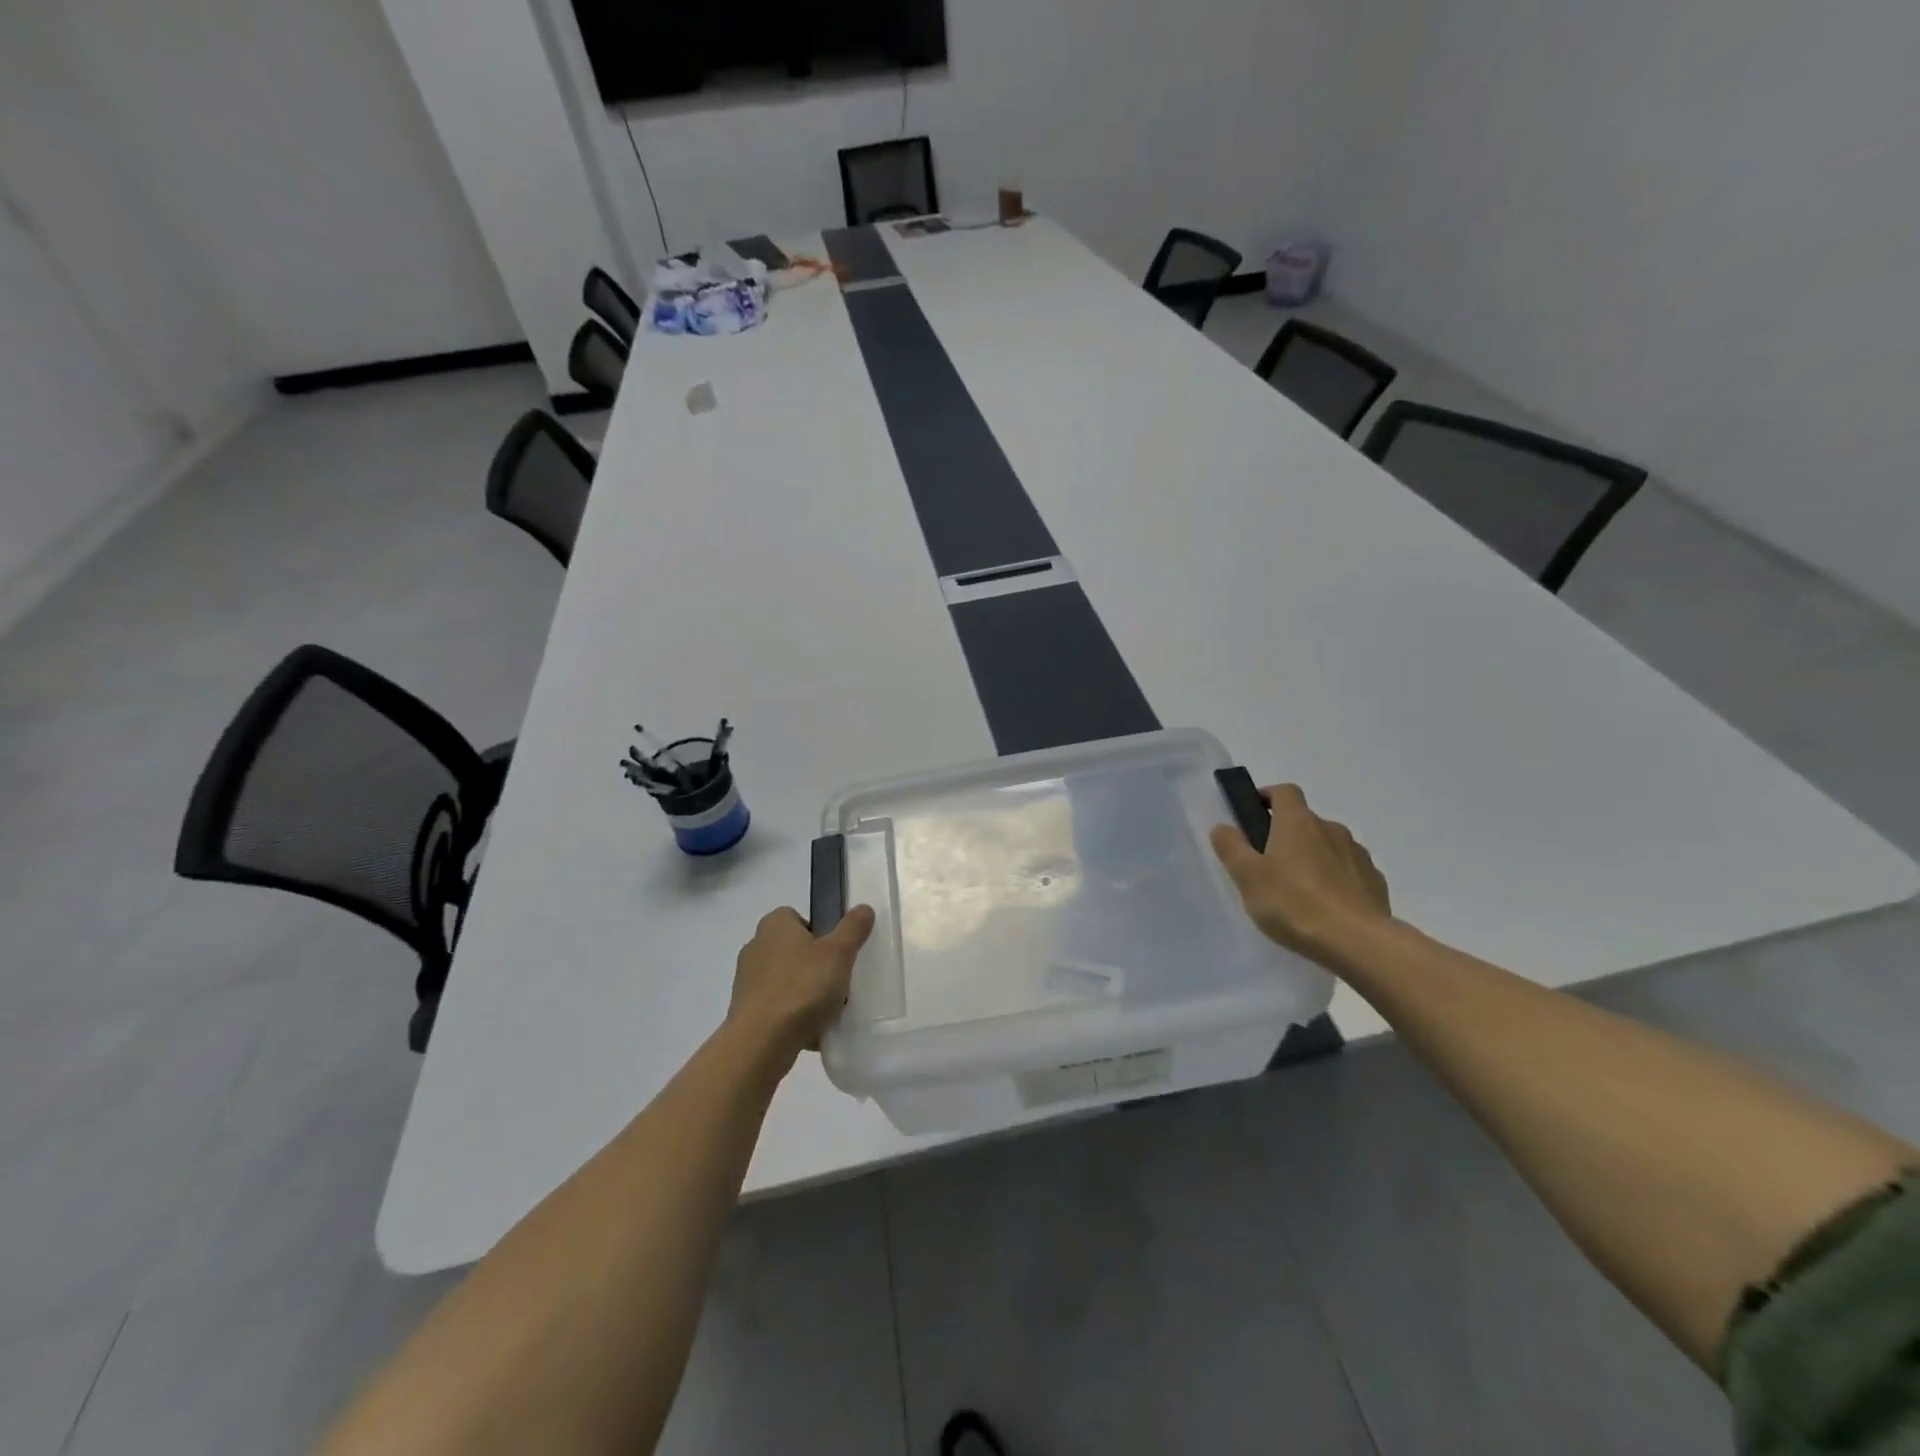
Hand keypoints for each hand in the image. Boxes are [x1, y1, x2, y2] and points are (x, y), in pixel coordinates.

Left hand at [728, 905, 875, 1062]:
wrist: (761, 1042)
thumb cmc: (802, 987)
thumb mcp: (838, 953)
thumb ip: (853, 928)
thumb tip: (863, 908)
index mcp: (775, 925)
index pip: (798, 917)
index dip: (820, 932)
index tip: (836, 952)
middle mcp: (756, 946)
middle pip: (794, 950)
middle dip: (814, 965)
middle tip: (837, 981)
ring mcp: (746, 980)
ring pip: (786, 980)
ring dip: (804, 992)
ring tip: (827, 1010)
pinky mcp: (744, 1010)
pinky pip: (777, 1007)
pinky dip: (792, 1016)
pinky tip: (810, 1031)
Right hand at [1210, 784, 1391, 967]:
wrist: (1357, 942)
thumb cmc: (1293, 903)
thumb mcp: (1246, 875)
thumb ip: (1231, 846)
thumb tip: (1224, 826)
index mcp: (1298, 822)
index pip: (1284, 791)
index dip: (1268, 796)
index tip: (1254, 815)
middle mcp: (1331, 829)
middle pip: (1306, 821)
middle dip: (1287, 835)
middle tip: (1268, 865)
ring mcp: (1358, 855)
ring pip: (1329, 846)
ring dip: (1313, 857)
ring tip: (1299, 891)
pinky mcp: (1375, 882)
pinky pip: (1349, 871)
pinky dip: (1336, 879)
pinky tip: (1326, 907)